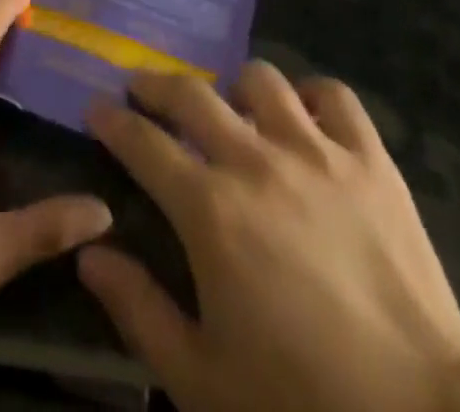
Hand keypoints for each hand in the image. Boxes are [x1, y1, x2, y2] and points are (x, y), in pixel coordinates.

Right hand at [79, 67, 459, 411]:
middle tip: (143, 90)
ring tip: (231, 107)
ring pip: (260, 81)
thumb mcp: (201, 377)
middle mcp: (255, 161)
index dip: (112, 120)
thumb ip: (138, 309)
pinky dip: (312, 97)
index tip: (96, 108)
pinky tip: (304, 117)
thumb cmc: (303, 402)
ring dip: (234, 88)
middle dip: (155, 84)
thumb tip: (89, 255)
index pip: (142, 141)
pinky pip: (335, 96)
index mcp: (209, 209)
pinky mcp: (370, 160)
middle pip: (191, 94)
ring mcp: (316, 152)